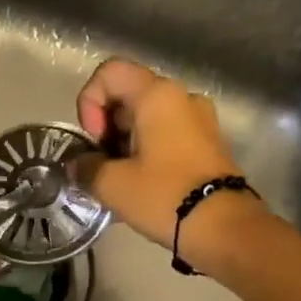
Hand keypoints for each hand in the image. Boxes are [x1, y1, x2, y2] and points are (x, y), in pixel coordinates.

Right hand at [77, 59, 245, 250]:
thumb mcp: (113, 185)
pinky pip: (166, 134)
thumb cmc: (164, 196)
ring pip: (146, 117)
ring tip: (120, 179)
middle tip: (102, 165)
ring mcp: (199, 119)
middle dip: (105, 128)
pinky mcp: (207, 143)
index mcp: (157, 94)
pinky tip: (141, 184)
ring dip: (124, 143)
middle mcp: (181, 96)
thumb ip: (86, 168)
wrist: (222, 227)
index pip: (109, 73)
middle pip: (128, 94)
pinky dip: (146, 151)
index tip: (95, 141)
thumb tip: (78, 165)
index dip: (90, 103)